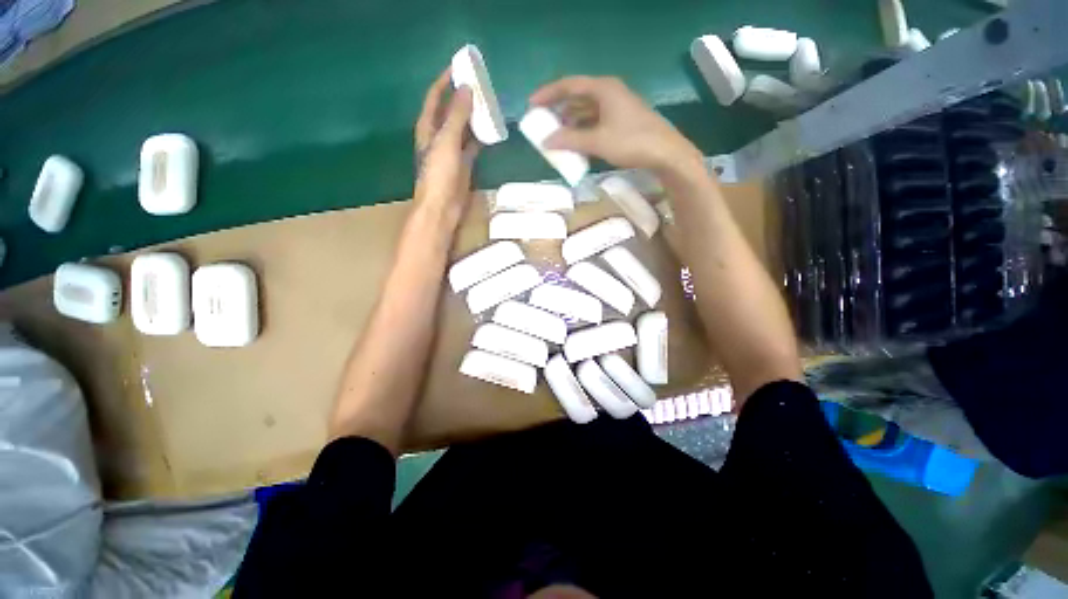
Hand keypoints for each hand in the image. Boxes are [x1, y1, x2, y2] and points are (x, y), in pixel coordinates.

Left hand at [414, 68, 480, 218]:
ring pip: (464, 128)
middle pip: (451, 110)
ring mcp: (453, 151)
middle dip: (463, 97)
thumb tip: (467, 88)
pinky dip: (481, 137)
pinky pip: (473, 145)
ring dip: (474, 116)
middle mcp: (439, 135)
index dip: (445, 80)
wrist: (443, 207)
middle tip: (481, 84)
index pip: (436, 97)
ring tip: (489, 103)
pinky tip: (491, 130)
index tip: (460, 66)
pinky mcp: (464, 164)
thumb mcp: (447, 141)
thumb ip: (457, 115)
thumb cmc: (439, 174)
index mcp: (429, 127)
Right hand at [529, 76, 702, 173]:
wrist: (665, 153)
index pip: (569, 85)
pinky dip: (583, 130)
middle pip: (577, 97)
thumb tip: (547, 141)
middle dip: (558, 110)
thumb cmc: (631, 142)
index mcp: (603, 89)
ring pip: (587, 111)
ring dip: (571, 122)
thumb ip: (570, 140)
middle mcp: (609, 93)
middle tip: (543, 123)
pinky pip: (595, 122)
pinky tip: (576, 143)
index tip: (532, 105)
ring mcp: (617, 107)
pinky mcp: (622, 121)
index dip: (548, 94)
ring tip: (556, 136)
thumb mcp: (597, 141)